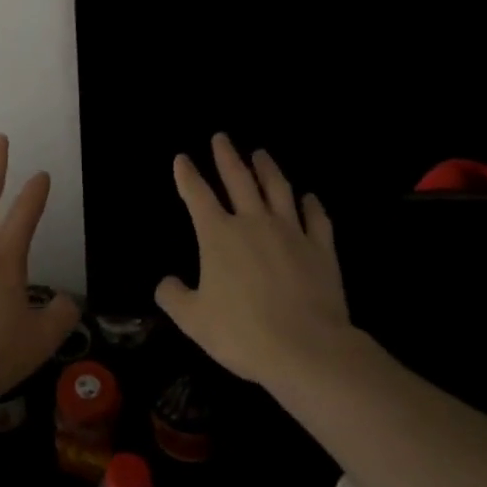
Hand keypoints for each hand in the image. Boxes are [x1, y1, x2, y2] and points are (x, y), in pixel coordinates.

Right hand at [156, 134, 355, 387]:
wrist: (306, 348)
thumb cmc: (243, 333)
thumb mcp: (194, 320)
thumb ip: (174, 297)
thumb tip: (165, 282)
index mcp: (219, 235)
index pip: (197, 195)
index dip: (187, 175)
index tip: (182, 159)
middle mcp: (253, 222)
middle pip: (238, 179)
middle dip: (226, 156)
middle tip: (221, 137)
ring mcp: (291, 232)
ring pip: (278, 189)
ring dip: (267, 169)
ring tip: (260, 154)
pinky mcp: (321, 248)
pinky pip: (316, 218)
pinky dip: (312, 205)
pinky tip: (309, 197)